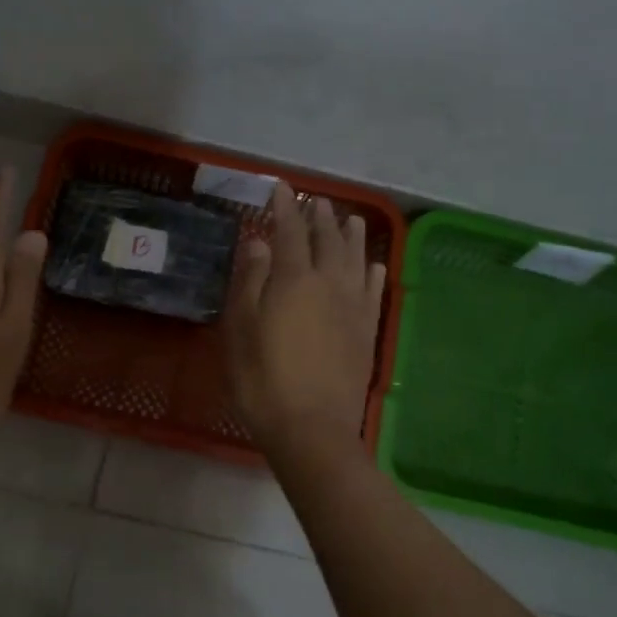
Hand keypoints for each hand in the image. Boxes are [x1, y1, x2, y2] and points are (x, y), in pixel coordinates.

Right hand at [224, 182, 386, 455]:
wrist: (313, 429)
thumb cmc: (264, 380)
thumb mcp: (242, 329)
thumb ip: (251, 281)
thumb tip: (259, 242)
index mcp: (295, 280)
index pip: (291, 231)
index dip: (285, 207)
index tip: (282, 187)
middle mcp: (330, 283)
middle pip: (328, 240)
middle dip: (320, 217)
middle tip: (316, 201)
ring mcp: (354, 307)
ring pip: (356, 259)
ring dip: (352, 236)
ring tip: (351, 219)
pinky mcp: (367, 331)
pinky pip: (374, 292)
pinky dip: (373, 273)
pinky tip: (374, 266)